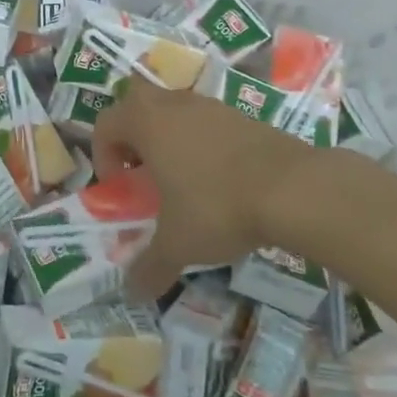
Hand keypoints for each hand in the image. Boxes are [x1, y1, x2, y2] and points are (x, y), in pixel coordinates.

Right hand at [93, 79, 322, 298]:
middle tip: (142, 171)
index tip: (120, 188)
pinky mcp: (242, 116)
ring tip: (182, 179)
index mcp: (147, 123)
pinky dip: (202, 142)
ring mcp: (211, 106)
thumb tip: (132, 292)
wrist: (294, 188)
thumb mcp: (178, 244)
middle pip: (137, 103)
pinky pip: (207, 121)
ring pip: (174, 110)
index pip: (105, 124)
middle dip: (132, 134)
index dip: (103, 156)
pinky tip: (219, 180)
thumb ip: (150, 266)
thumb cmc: (218, 207)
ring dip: (168, 137)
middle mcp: (174, 105)